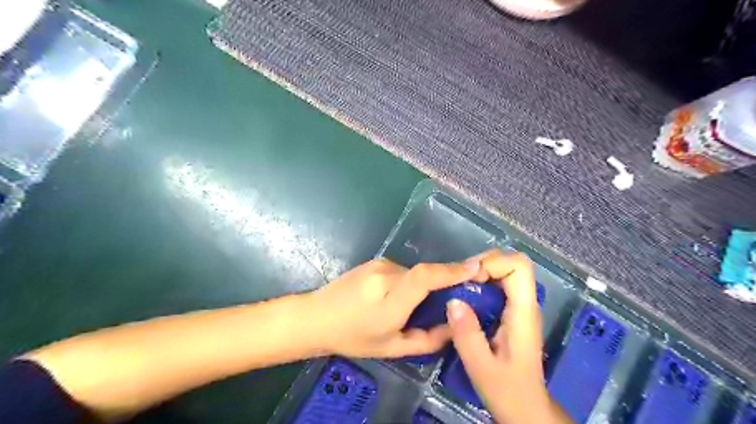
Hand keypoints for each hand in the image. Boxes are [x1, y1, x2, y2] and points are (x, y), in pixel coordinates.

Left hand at [308, 257, 480, 358]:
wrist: (317, 317)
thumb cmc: (353, 337)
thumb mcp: (392, 347)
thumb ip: (427, 339)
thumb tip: (453, 326)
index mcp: (390, 299)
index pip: (425, 277)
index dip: (452, 270)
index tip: (476, 267)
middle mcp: (386, 274)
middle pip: (424, 274)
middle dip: (440, 284)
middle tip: (447, 302)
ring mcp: (379, 264)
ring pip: (413, 273)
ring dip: (420, 287)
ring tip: (409, 307)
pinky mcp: (374, 261)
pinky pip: (401, 271)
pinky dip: (407, 282)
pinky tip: (393, 298)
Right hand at [445, 250, 570, 423]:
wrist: (526, 409)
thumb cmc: (508, 392)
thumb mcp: (481, 367)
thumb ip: (467, 335)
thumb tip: (453, 300)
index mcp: (524, 312)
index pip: (518, 266)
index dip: (492, 263)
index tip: (469, 279)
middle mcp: (525, 303)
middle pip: (511, 263)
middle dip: (483, 264)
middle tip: (459, 280)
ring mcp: (520, 307)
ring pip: (504, 271)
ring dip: (480, 272)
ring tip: (458, 287)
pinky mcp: (511, 312)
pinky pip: (498, 284)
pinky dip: (480, 283)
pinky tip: (464, 298)